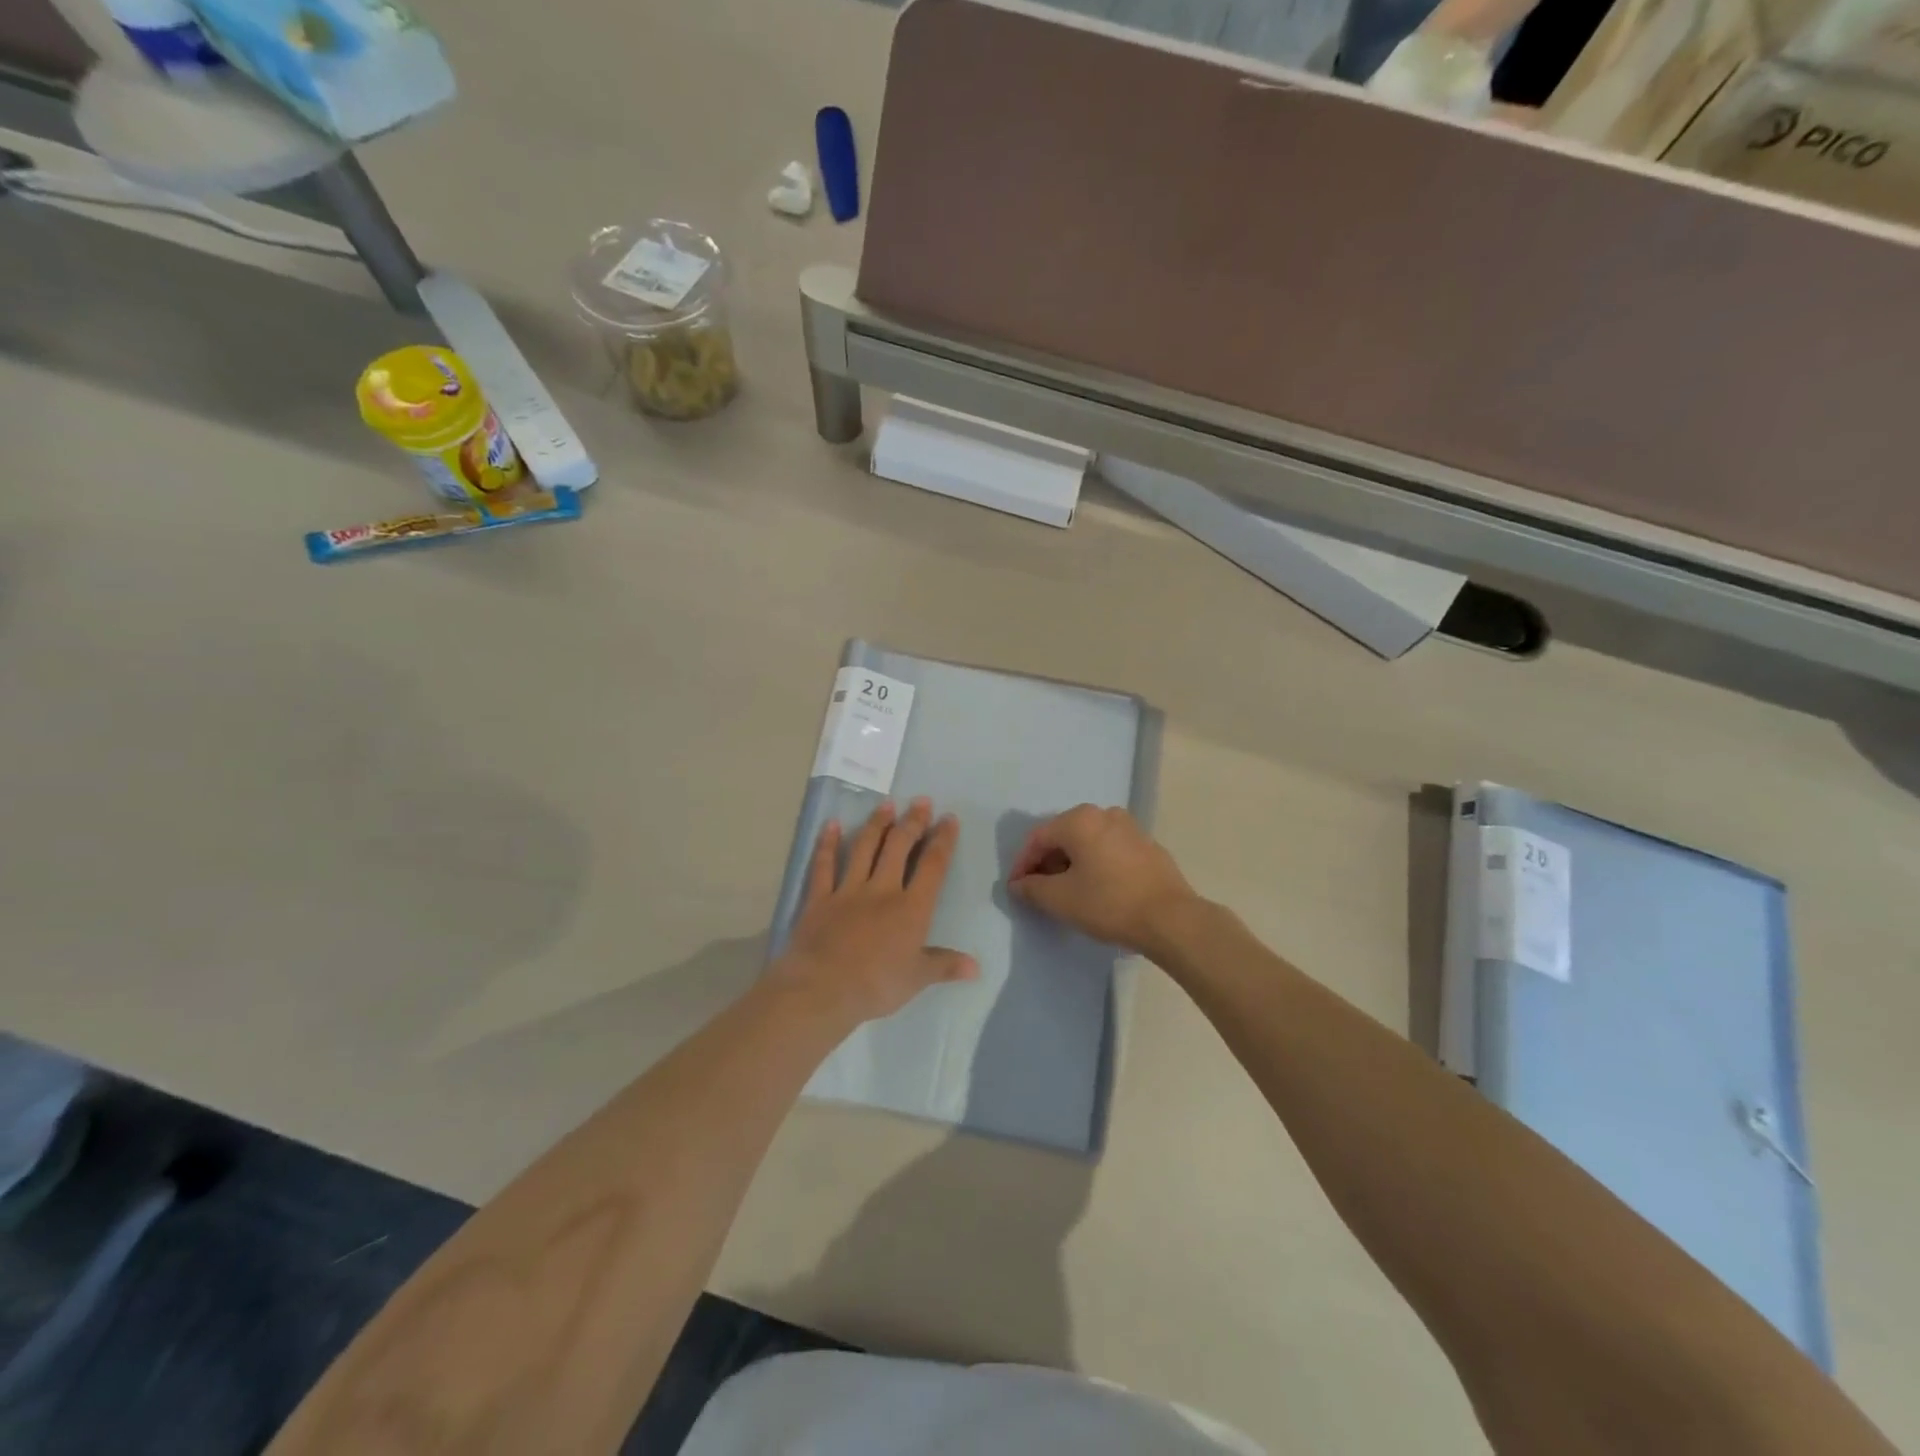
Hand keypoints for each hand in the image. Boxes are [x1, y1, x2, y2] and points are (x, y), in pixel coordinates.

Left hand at [770, 798, 977, 1024]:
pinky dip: (827, 844)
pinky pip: (824, 865)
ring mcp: (848, 891)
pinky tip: (831, 824)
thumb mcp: (917, 979)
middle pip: (899, 847)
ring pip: (865, 849)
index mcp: (911, 908)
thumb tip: (976, 967)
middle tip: (921, 801)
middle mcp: (882, 890)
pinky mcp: (819, 898)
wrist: (822, 990)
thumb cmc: (876, 986)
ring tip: (886, 804)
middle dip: (912, 822)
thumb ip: (945, 965)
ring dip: (877, 824)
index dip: (942, 841)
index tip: (948, 819)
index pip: (933, 866)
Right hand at [1008, 805, 1198, 955]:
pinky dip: (1096, 865)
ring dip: (1072, 864)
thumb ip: (1032, 888)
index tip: (1016, 889)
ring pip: (1089, 842)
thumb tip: (1019, 884)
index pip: (1038, 838)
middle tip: (1039, 890)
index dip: (1022, 863)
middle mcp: (1105, 814)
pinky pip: (1110, 850)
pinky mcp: (1148, 846)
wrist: (1171, 919)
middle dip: (1047, 863)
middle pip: (1064, 836)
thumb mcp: (1060, 899)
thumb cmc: (1109, 903)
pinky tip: (1097, 890)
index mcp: (1080, 820)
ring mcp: (1131, 828)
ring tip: (1067, 892)